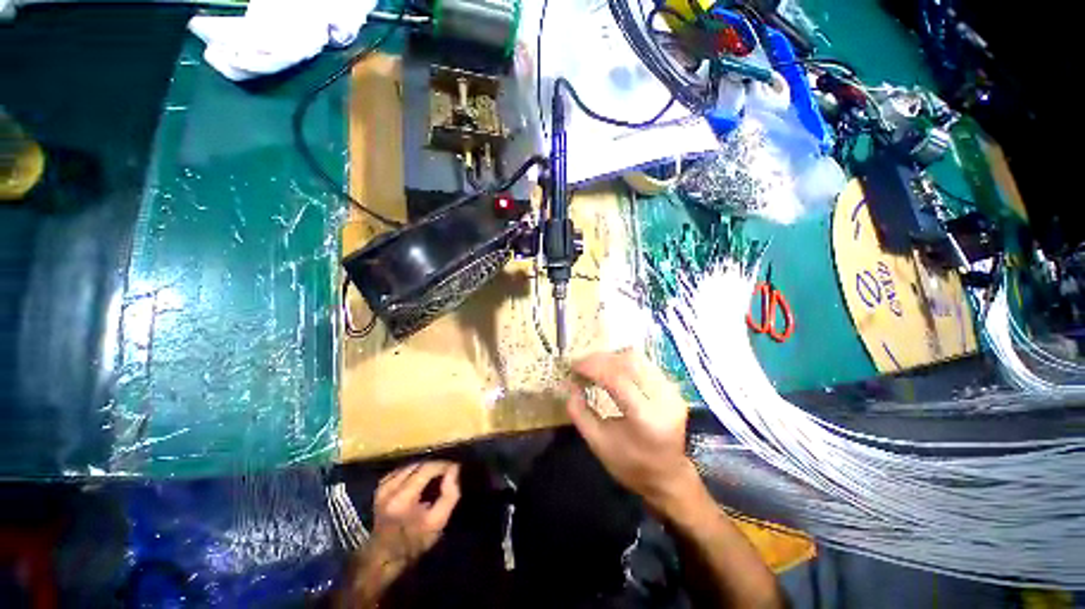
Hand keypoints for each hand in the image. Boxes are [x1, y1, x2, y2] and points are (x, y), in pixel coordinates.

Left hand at [369, 461, 460, 566]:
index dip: (443, 465)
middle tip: (447, 473)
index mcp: (403, 498)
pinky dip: (413, 472)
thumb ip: (450, 495)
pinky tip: (419, 480)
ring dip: (424, 468)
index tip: (455, 468)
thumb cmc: (414, 542)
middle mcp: (390, 488)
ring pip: (410, 465)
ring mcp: (382, 487)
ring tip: (435, 476)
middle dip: (435, 466)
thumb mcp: (438, 522)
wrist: (384, 557)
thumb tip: (454, 470)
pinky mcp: (380, 488)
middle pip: (418, 464)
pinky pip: (401, 470)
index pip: (427, 468)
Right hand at [565, 350, 697, 511]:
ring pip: (638, 358)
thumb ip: (579, 413)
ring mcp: (671, 391)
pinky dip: (623, 362)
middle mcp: (663, 399)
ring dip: (611, 357)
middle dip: (600, 358)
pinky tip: (610, 369)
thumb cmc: (630, 465)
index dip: (592, 367)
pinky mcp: (672, 388)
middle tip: (581, 364)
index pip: (617, 378)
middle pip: (629, 361)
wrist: (668, 477)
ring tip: (593, 366)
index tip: (573, 366)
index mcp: (645, 418)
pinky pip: (644, 364)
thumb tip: (568, 385)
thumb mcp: (597, 443)